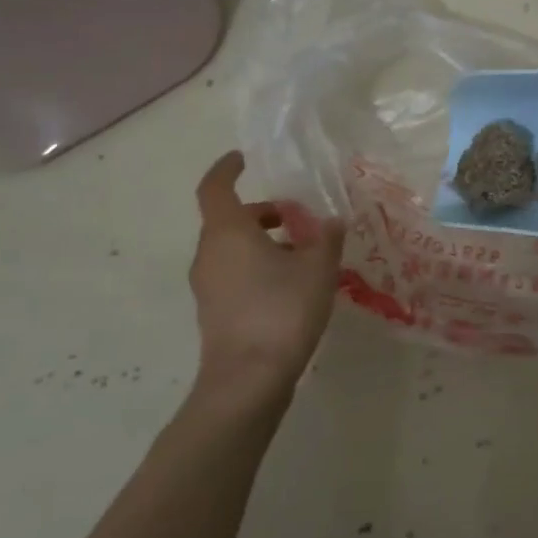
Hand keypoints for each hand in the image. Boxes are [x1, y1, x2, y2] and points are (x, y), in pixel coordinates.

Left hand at [188, 151, 344, 416]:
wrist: (248, 379)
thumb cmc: (282, 310)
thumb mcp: (318, 268)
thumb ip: (326, 238)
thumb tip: (330, 221)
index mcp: (228, 232)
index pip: (216, 187)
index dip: (227, 169)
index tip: (245, 159)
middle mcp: (210, 253)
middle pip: (230, 220)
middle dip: (263, 213)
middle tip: (299, 217)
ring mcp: (208, 285)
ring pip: (234, 248)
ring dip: (264, 242)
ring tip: (305, 253)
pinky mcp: (215, 311)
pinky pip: (235, 273)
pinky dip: (259, 266)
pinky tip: (293, 284)